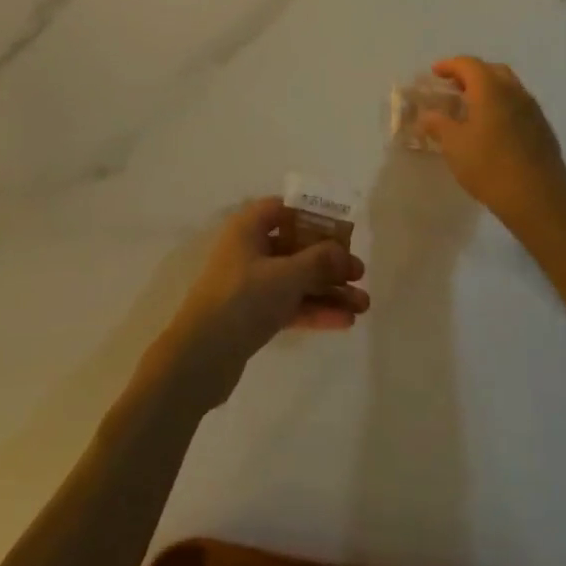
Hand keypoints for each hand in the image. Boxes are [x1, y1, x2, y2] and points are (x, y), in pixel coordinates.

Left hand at [144, 198, 368, 411]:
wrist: (201, 356)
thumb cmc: (243, 299)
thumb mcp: (286, 275)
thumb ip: (318, 261)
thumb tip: (342, 252)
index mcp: (248, 228)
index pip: (283, 209)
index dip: (312, 216)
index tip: (342, 229)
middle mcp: (249, 250)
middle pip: (295, 247)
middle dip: (330, 261)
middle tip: (361, 274)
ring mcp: (251, 284)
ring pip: (296, 280)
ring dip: (328, 290)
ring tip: (364, 305)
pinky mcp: (253, 315)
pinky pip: (290, 304)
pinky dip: (314, 310)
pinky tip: (344, 321)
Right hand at [420, 57, 565, 233]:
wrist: (538, 198)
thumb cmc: (489, 166)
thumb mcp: (453, 145)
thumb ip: (438, 124)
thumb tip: (428, 115)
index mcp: (491, 89)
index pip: (468, 64)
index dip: (449, 65)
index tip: (435, 73)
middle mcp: (514, 92)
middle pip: (492, 70)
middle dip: (471, 74)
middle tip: (454, 87)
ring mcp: (533, 110)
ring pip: (509, 88)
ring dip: (489, 90)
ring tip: (471, 108)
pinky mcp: (543, 129)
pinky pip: (519, 106)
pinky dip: (502, 106)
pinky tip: (493, 128)